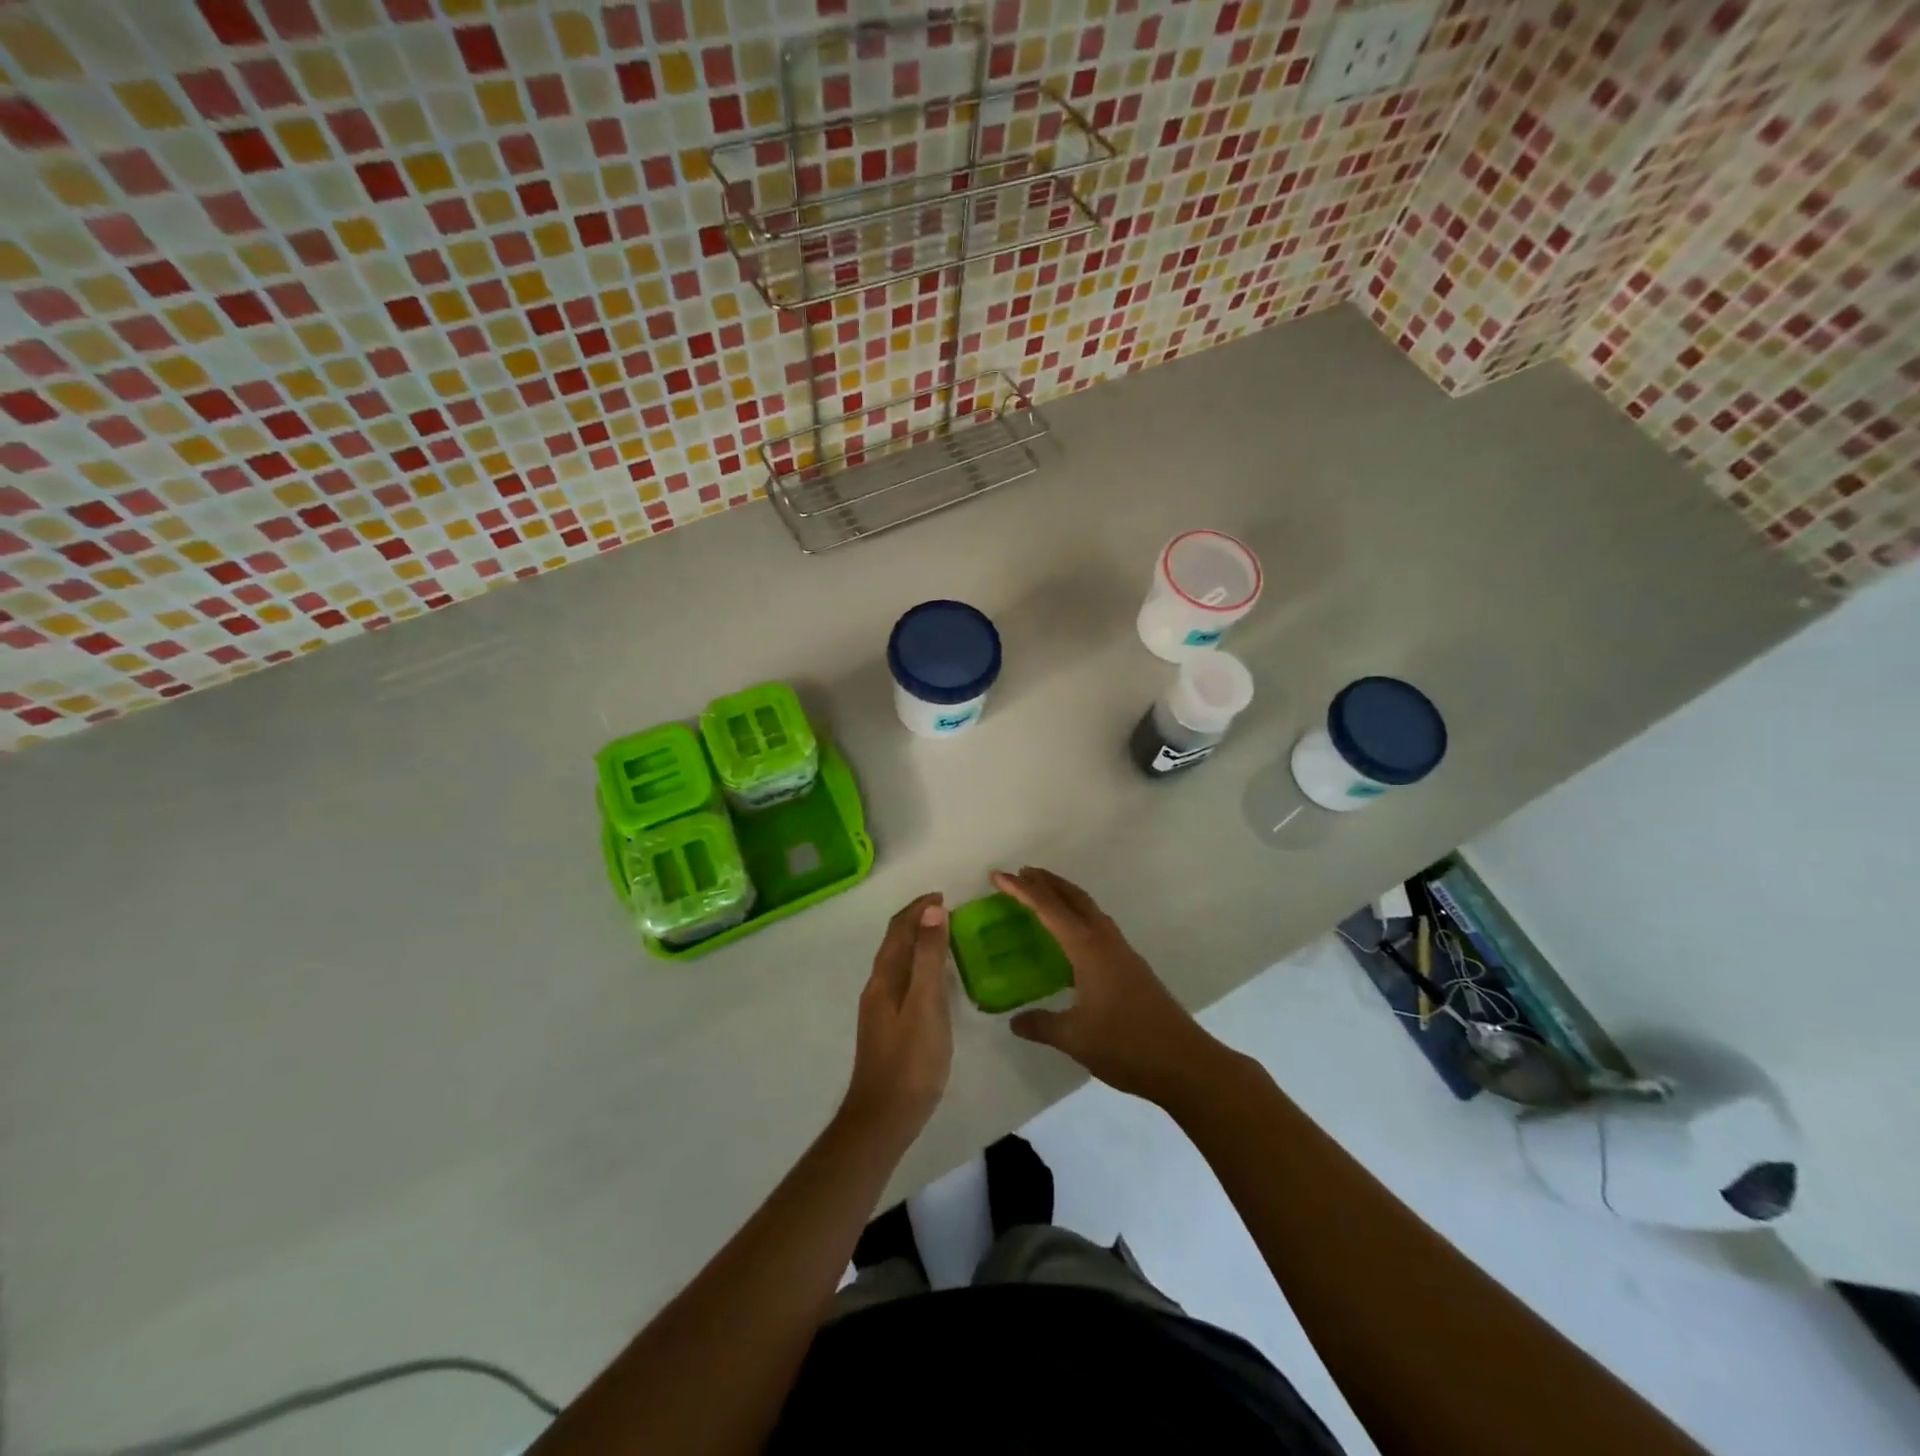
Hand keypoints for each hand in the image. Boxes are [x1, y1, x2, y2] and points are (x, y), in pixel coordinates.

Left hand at [841, 893, 952, 1145]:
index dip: (918, 908)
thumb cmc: (911, 1061)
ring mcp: (880, 1009)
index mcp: (884, 978)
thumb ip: (929, 958)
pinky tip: (934, 980)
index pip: (898, 929)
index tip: (943, 895)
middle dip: (917, 921)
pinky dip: (918, 966)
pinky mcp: (887, 1027)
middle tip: (947, 911)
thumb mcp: (926, 1005)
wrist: (883, 1118)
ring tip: (944, 937)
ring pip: (898, 962)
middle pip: (895, 943)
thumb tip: (932, 910)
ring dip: (917, 943)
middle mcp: (877, 987)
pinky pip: (902, 980)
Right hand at [993, 867, 1228, 1105]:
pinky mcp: (1133, 968)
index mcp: (1088, 949)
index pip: (1049, 909)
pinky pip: (1099, 928)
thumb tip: (1015, 1021)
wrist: (1185, 1064)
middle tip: (1022, 873)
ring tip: (1044, 897)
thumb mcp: (1075, 1038)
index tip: (998, 876)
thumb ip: (1042, 1025)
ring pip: (1090, 911)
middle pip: (1075, 898)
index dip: (1022, 891)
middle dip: (1048, 882)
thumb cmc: (1126, 1045)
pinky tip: (1073, 940)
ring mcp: (1123, 953)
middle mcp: (1106, 941)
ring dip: (1066, 897)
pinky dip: (1080, 918)